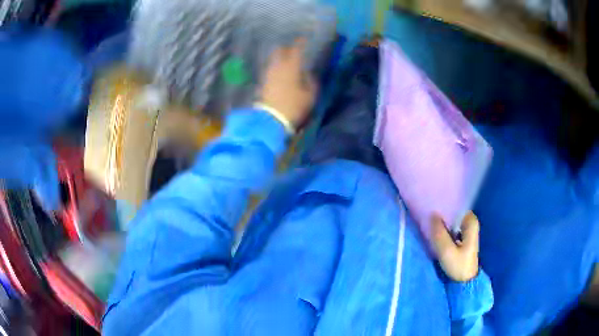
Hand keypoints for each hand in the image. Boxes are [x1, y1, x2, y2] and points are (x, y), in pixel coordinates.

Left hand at [260, 38, 316, 127]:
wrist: (272, 120)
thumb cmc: (294, 106)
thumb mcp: (310, 95)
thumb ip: (311, 81)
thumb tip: (308, 74)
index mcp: (291, 67)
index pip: (296, 50)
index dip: (300, 43)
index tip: (304, 39)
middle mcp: (278, 66)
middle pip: (280, 51)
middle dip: (287, 48)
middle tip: (293, 50)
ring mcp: (268, 74)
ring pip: (274, 60)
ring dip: (280, 58)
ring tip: (287, 61)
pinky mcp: (263, 82)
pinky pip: (270, 69)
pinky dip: (276, 67)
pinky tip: (280, 72)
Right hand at [431, 211, 479, 281]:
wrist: (465, 281)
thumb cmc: (459, 266)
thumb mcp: (447, 251)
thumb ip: (439, 233)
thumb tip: (432, 215)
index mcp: (471, 222)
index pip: (456, 206)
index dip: (444, 206)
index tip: (431, 207)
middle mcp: (470, 222)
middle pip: (453, 213)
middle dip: (442, 214)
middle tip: (427, 215)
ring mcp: (467, 230)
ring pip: (451, 221)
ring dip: (442, 222)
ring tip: (429, 222)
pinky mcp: (462, 237)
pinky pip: (451, 228)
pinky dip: (444, 229)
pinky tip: (435, 231)